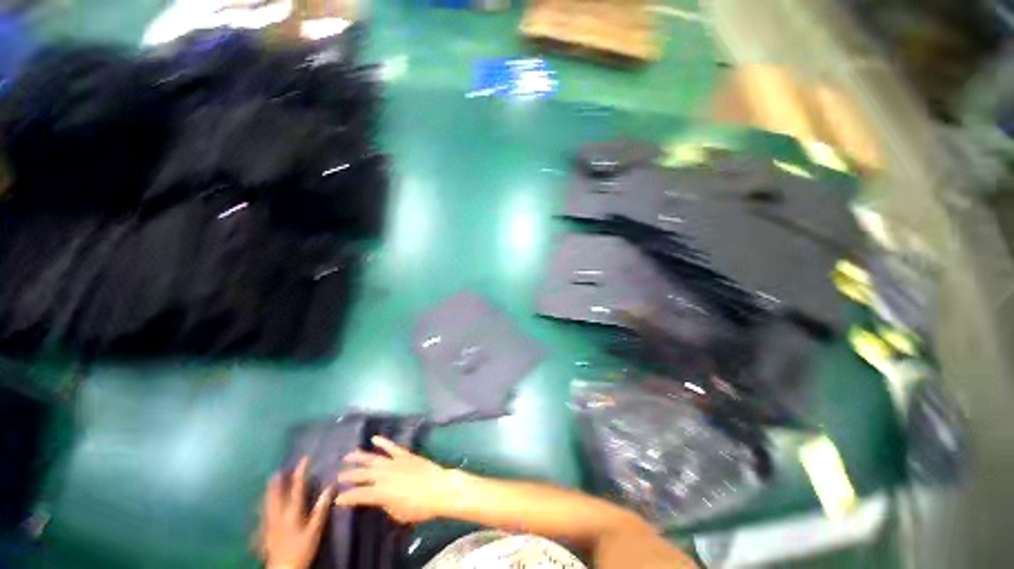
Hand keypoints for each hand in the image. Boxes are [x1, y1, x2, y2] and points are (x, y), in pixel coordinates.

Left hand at [258, 457, 334, 568]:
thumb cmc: (302, 548)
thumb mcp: (315, 529)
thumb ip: (321, 508)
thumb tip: (331, 486)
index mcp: (292, 511)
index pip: (297, 487)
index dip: (301, 472)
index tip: (305, 459)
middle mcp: (278, 514)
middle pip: (277, 494)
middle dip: (278, 481)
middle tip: (279, 470)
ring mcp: (269, 523)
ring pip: (267, 502)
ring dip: (270, 491)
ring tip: (270, 482)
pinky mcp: (264, 532)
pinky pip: (263, 512)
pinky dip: (264, 504)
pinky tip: (263, 504)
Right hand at [335, 436, 454, 523]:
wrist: (439, 488)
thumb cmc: (419, 507)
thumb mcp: (397, 513)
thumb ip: (384, 504)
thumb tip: (379, 497)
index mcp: (380, 492)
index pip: (358, 495)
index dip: (346, 498)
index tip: (337, 499)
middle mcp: (384, 475)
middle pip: (362, 475)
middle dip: (348, 476)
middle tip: (337, 477)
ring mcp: (395, 462)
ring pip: (373, 458)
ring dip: (359, 457)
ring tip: (347, 456)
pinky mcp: (405, 454)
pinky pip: (392, 447)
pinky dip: (383, 442)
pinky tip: (374, 438)